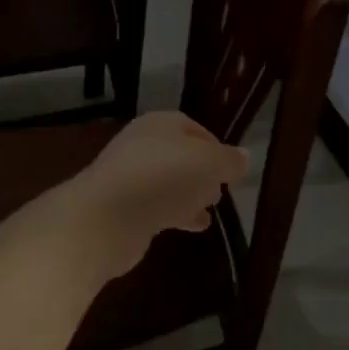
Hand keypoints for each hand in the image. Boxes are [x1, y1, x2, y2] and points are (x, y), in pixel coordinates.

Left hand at [62, 112, 251, 279]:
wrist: (105, 220)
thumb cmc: (163, 179)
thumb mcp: (209, 164)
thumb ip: (229, 160)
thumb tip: (244, 157)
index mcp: (161, 123)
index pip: (193, 128)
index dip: (215, 146)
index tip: (231, 168)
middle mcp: (142, 144)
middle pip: (180, 154)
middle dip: (202, 171)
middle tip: (221, 190)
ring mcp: (128, 176)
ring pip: (168, 181)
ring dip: (189, 194)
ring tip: (210, 210)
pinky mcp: (121, 207)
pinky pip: (155, 205)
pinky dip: (175, 212)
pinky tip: (192, 226)